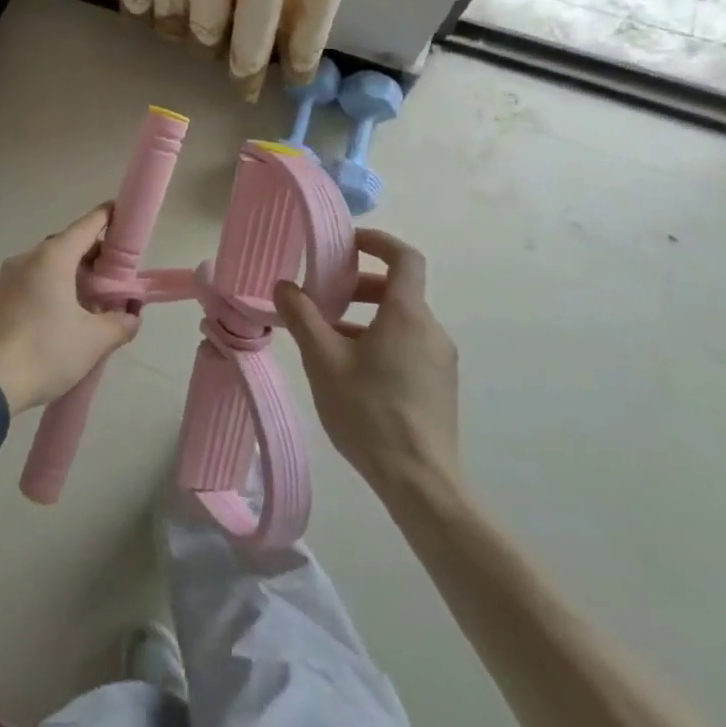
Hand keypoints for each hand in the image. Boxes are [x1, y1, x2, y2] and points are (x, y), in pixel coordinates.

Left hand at [0, 204, 140, 416]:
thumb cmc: (44, 352)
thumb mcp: (93, 342)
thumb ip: (119, 323)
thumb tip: (130, 315)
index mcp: (51, 258)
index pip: (85, 226)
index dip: (105, 218)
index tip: (120, 213)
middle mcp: (25, 259)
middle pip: (64, 246)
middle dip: (89, 255)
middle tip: (110, 276)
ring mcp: (3, 278)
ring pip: (43, 266)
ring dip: (66, 275)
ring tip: (84, 302)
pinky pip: (25, 284)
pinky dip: (44, 290)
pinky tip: (53, 318)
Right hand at [274, 227, 459, 509]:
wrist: (421, 484)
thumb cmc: (369, 412)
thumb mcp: (323, 359)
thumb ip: (302, 316)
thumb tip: (285, 286)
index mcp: (408, 314)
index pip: (405, 258)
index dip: (377, 242)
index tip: (347, 244)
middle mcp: (431, 330)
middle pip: (398, 290)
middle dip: (359, 285)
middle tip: (324, 297)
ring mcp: (440, 361)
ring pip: (401, 321)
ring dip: (365, 317)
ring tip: (328, 338)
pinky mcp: (440, 387)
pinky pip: (408, 346)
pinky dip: (379, 340)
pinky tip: (351, 370)